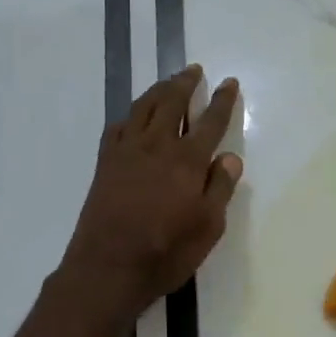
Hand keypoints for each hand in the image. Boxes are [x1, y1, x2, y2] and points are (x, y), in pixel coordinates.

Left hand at [58, 66, 243, 322]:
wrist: (108, 267)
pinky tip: (134, 117)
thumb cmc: (166, 252)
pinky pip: (118, 126)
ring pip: (144, 107)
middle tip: (194, 70)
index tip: (229, 83)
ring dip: (158, 90)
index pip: (210, 121)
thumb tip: (230, 157)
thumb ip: (220, 188)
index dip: (223, 101)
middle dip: (185, 83)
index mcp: (187, 160)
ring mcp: (127, 151)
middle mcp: (157, 146)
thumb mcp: (208, 227)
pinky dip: (130, 115)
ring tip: (168, 82)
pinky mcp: (105, 162)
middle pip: (172, 102)